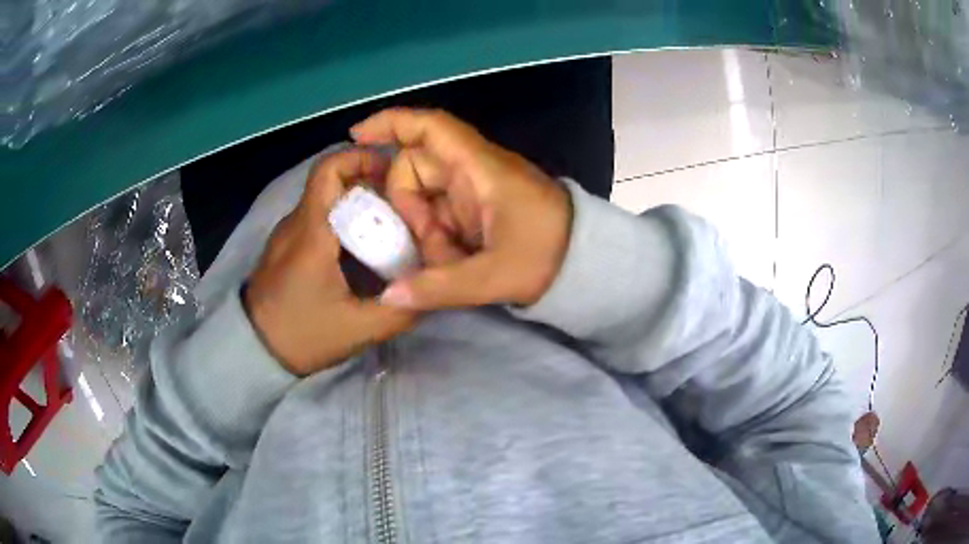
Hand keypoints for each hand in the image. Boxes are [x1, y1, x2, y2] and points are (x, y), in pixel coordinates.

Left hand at [244, 149, 415, 375]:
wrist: (254, 351)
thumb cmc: (301, 335)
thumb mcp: (357, 330)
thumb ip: (399, 310)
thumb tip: (432, 292)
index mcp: (312, 232)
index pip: (329, 169)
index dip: (361, 158)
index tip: (393, 171)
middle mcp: (297, 223)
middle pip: (334, 182)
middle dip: (371, 185)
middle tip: (404, 209)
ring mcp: (288, 234)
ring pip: (327, 201)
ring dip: (359, 206)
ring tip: (389, 231)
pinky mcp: (286, 247)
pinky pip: (318, 220)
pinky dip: (343, 223)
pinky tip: (362, 251)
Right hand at [351, 108, 572, 308]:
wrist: (586, 264)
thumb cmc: (548, 257)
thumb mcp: (492, 278)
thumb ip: (438, 288)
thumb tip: (388, 296)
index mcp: (480, 169)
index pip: (431, 127)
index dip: (391, 123)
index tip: (356, 135)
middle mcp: (473, 171)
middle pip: (415, 170)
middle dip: (409, 209)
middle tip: (428, 247)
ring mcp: (474, 189)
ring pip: (425, 197)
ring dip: (425, 231)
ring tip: (450, 261)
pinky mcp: (478, 207)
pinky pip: (440, 213)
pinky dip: (437, 236)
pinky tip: (453, 260)